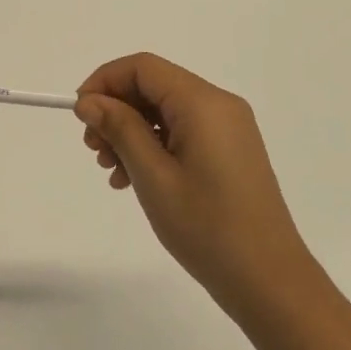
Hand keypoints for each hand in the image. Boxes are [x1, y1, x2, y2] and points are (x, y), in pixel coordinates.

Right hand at [75, 53, 312, 314]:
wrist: (270, 282)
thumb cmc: (207, 227)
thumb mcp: (153, 176)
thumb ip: (119, 129)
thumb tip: (89, 101)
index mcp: (203, 102)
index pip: (143, 67)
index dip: (105, 81)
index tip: (80, 114)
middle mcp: (219, 104)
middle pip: (154, 86)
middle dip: (116, 109)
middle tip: (92, 149)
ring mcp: (229, 128)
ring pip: (165, 110)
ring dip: (131, 131)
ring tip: (110, 169)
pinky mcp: (231, 150)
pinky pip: (183, 131)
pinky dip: (153, 145)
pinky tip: (134, 179)